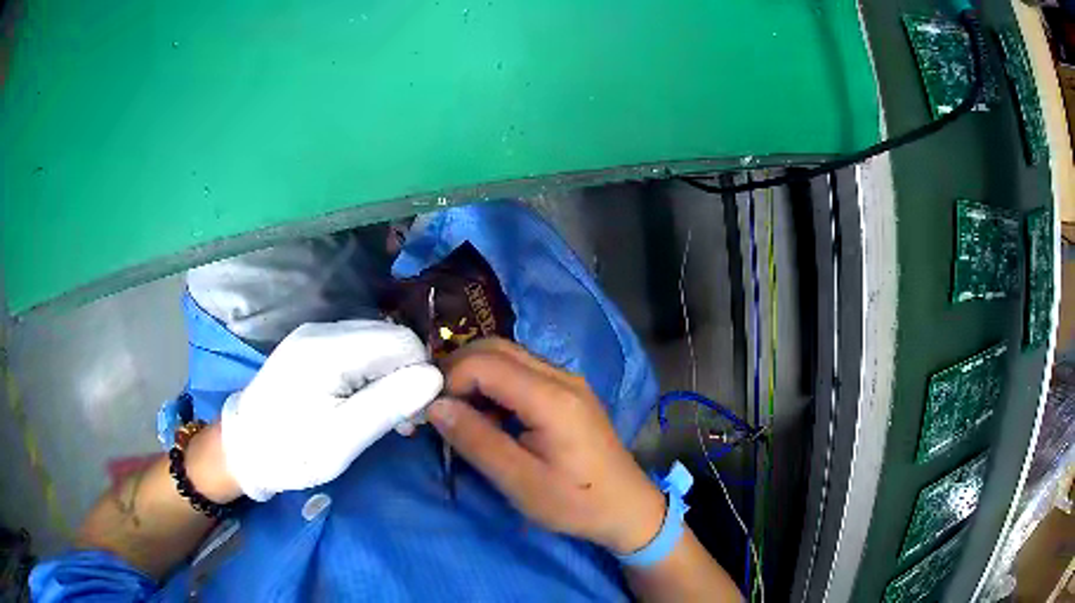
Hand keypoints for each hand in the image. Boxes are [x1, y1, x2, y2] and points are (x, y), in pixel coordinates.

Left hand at [221, 320, 442, 500]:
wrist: (244, 449)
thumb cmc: (292, 451)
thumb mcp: (343, 439)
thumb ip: (388, 404)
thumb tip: (435, 377)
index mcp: (329, 349)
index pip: (403, 342)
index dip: (420, 376)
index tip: (414, 418)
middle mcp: (323, 330)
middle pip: (391, 338)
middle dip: (407, 376)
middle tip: (401, 423)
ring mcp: (314, 334)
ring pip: (377, 342)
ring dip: (391, 376)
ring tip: (385, 417)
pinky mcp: (311, 345)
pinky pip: (358, 349)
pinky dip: (372, 374)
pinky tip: (365, 401)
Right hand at [428, 339, 665, 554]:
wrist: (627, 507)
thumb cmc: (575, 502)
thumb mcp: (520, 481)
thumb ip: (476, 440)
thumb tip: (435, 406)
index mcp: (551, 398)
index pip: (484, 363)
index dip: (450, 380)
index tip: (432, 413)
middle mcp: (561, 376)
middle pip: (495, 348)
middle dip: (458, 370)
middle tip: (439, 408)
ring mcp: (568, 380)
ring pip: (508, 356)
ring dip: (476, 376)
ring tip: (461, 415)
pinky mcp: (569, 391)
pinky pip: (523, 371)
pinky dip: (496, 384)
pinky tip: (491, 416)